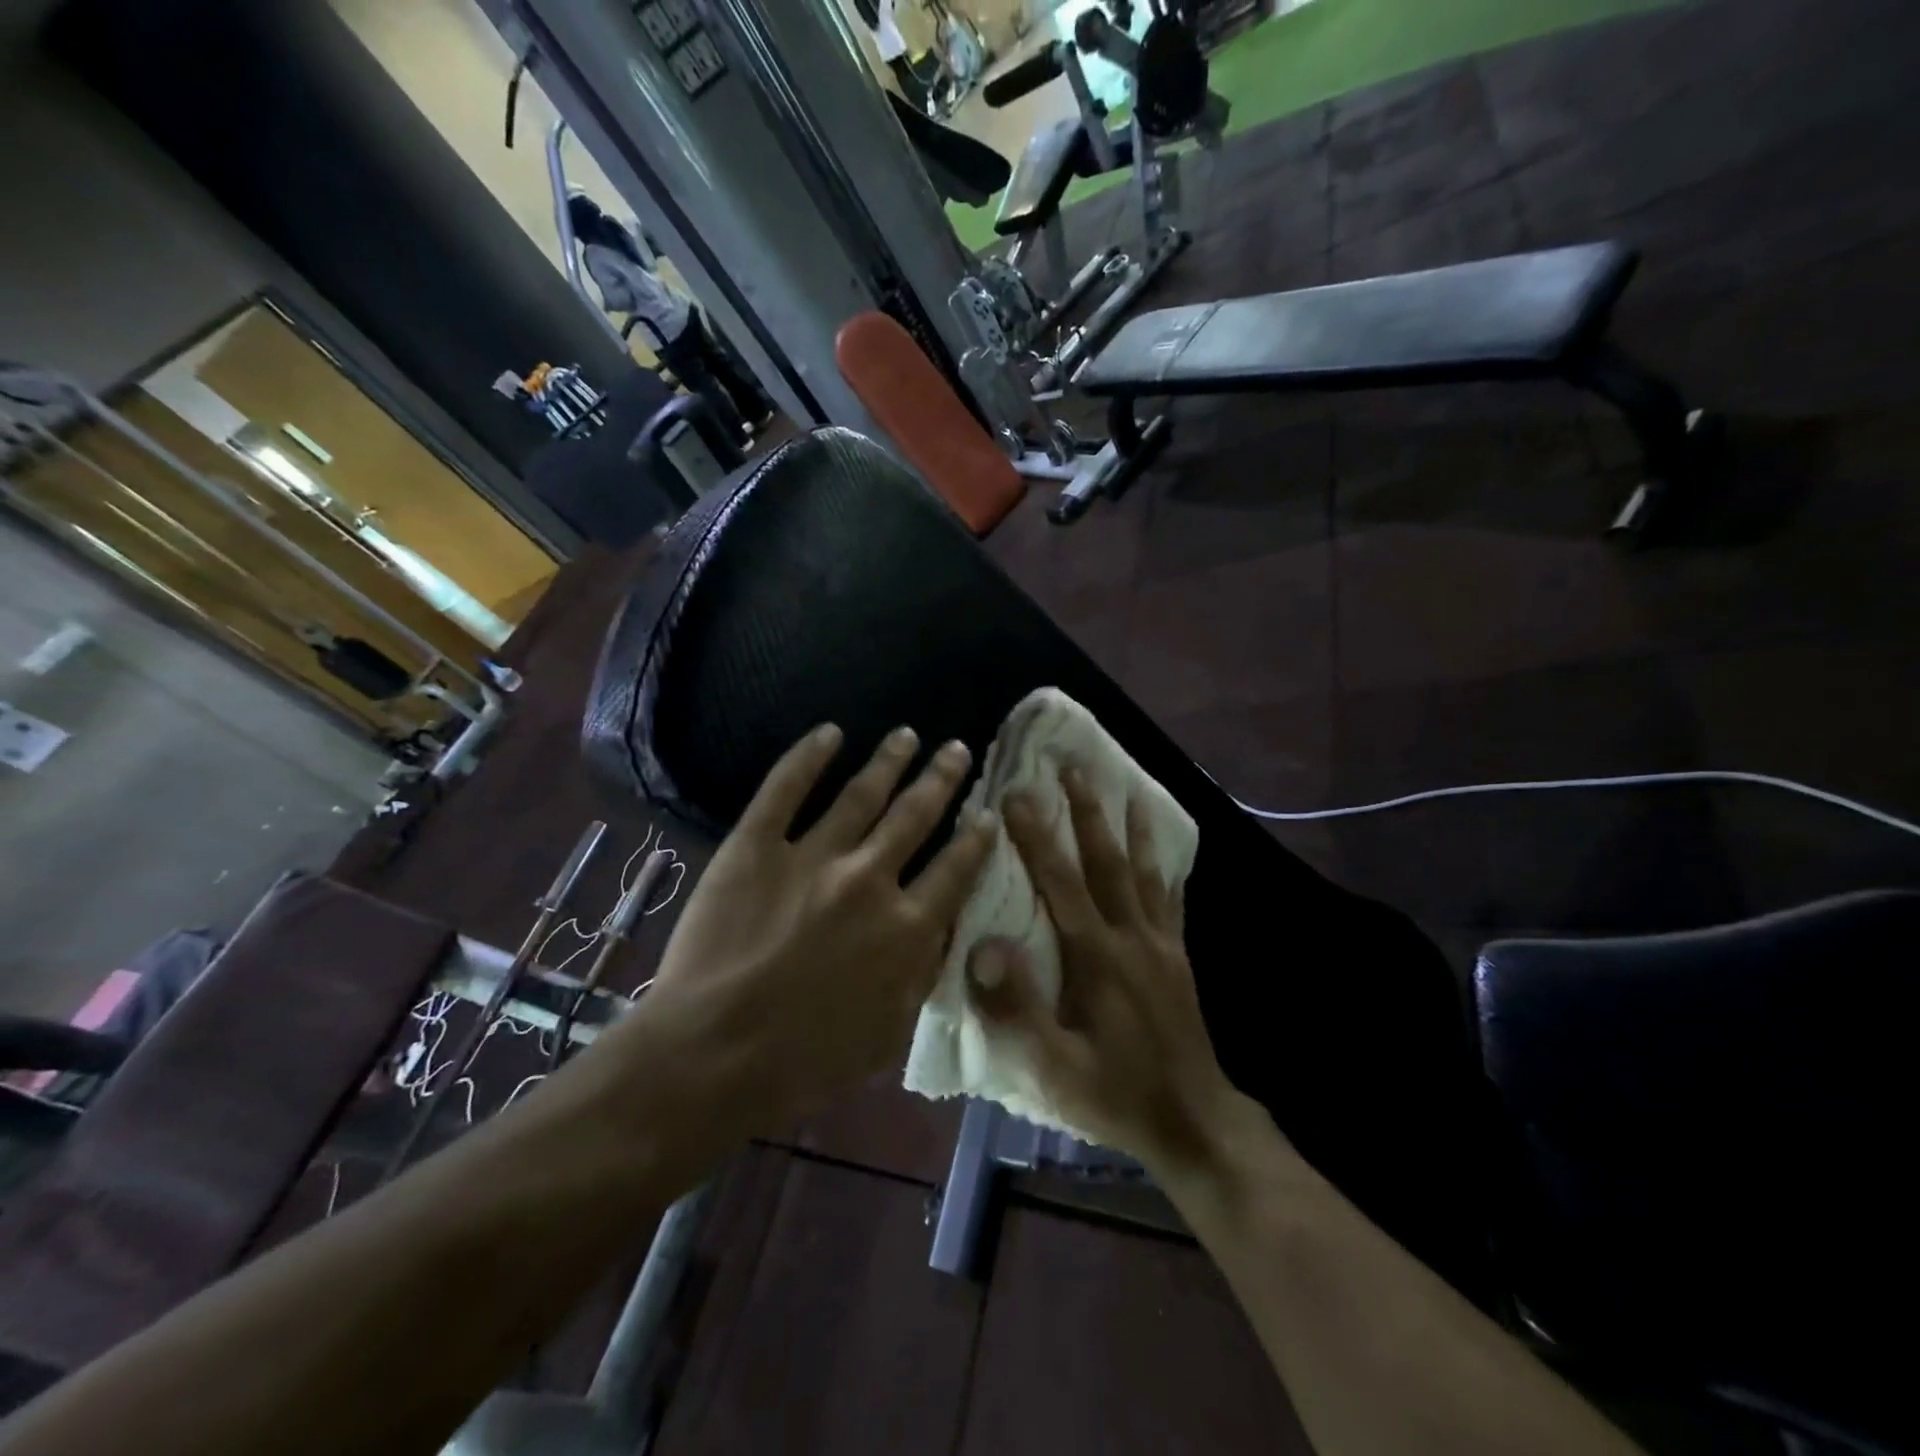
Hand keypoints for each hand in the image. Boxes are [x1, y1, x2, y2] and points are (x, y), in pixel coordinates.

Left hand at [646, 723, 994, 1132]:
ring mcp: (811, 857)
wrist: (711, 1056)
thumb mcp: (889, 1034)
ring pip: (861, 793)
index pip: (956, 867)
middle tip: (956, 748)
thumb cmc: (806, 1061)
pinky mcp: (755, 847)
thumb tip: (945, 933)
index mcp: (906, 927)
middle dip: (941, 778)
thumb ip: (923, 976)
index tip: (987, 810)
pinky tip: (828, 733)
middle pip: (915, 814)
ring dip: (888, 760)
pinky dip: (808, 757)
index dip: (976, 834)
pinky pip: (785, 789)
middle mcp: (869, 880)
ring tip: (906, 735)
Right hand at [966, 767, 1250, 1175]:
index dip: (1036, 835)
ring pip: (1143, 870)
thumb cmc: (1116, 1095)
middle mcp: (1131, 936)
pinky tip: (1164, 851)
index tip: (1017, 792)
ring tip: (1124, 786)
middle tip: (1073, 766)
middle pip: (1106, 860)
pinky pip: (1170, 899)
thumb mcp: (1055, 1067)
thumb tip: (984, 946)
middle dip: (1087, 810)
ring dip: (1128, 825)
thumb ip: (1018, 1007)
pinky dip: (1164, 867)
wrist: (1196, 1123)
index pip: (1061, 881)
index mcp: (1096, 956)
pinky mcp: (1179, 958)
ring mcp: (1161, 944)